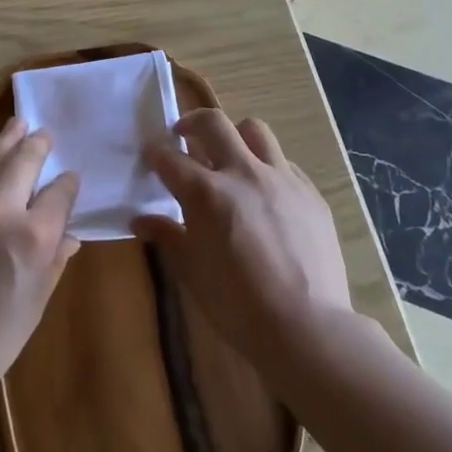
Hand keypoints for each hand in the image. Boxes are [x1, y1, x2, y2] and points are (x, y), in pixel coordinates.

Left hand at [0, 118, 79, 402]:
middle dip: (38, 144)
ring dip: (8, 139)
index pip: (59, 193)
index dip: (68, 184)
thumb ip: (55, 261)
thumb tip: (69, 235)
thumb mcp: (36, 304)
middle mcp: (1, 208)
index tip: (70, 179)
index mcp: (33, 236)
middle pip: (25, 160)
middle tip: (44, 135)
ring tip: (18, 124)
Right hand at [132, 109, 352, 363]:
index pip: (170, 158)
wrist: (308, 329)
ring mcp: (281, 179)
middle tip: (184, 135)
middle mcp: (242, 173)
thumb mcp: (191, 271)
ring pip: (255, 131)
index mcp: (206, 192)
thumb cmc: (238, 305)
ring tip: (230, 156)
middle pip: (213, 123)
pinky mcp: (310, 193)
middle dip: (192, 122)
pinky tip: (266, 194)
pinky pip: (285, 164)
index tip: (150, 154)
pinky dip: (267, 168)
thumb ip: (167, 236)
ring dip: (236, 136)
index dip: (155, 153)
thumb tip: (141, 220)